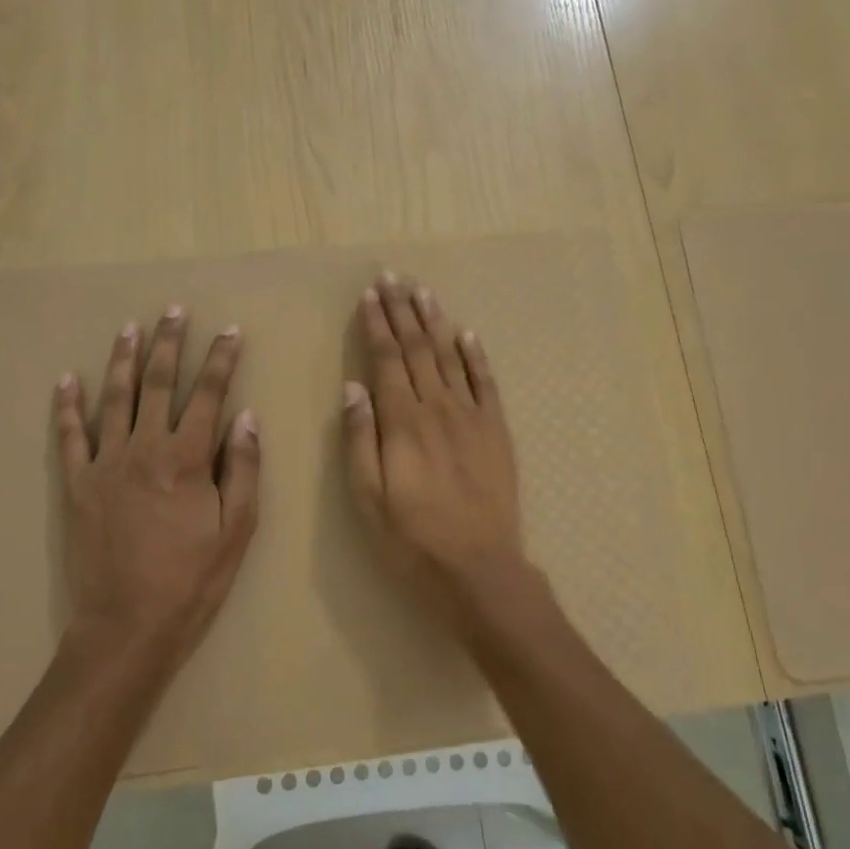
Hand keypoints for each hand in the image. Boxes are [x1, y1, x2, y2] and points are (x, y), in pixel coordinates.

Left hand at [53, 307, 259, 668]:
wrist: (127, 626)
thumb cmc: (192, 580)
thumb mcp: (237, 529)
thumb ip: (243, 468)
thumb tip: (246, 416)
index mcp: (187, 459)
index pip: (208, 395)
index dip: (221, 360)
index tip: (229, 331)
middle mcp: (145, 449)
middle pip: (158, 383)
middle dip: (169, 343)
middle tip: (173, 310)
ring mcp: (105, 464)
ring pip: (115, 398)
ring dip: (123, 359)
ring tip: (129, 327)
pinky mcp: (77, 485)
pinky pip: (70, 436)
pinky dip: (68, 406)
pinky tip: (68, 379)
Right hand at [342, 273, 531, 613]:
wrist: (480, 570)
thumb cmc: (413, 540)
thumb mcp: (369, 499)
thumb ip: (360, 440)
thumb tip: (353, 387)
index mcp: (403, 422)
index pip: (386, 360)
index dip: (377, 324)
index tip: (370, 294)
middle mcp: (438, 408)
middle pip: (417, 349)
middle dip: (402, 311)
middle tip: (392, 277)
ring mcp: (472, 417)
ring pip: (449, 357)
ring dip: (434, 322)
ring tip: (423, 292)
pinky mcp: (496, 431)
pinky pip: (485, 383)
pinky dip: (475, 355)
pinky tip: (466, 334)